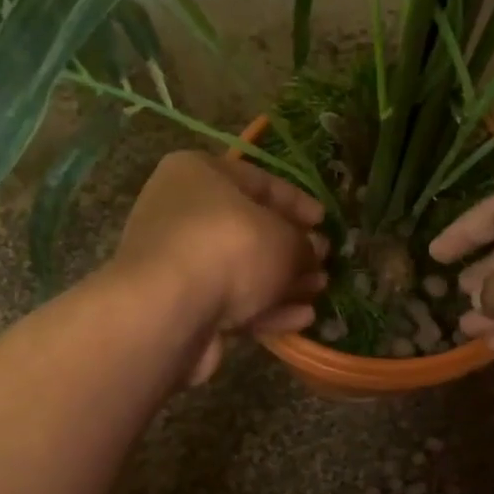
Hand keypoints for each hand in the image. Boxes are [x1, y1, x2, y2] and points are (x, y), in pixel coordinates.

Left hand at [113, 152, 328, 383]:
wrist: (168, 312)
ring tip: (319, 291)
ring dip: (282, 282)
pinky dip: (264, 308)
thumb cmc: (229, 249)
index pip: (259, 181)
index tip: (325, 222)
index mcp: (198, 174)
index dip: (297, 202)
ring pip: (241, 269)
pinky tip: (301, 319)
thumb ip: (304, 244)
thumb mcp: (284, 238)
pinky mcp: (178, 305)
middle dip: (291, 248)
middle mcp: (180, 212)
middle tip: (324, 262)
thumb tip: (313, 252)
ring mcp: (176, 261)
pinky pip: (229, 301)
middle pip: (249, 228)